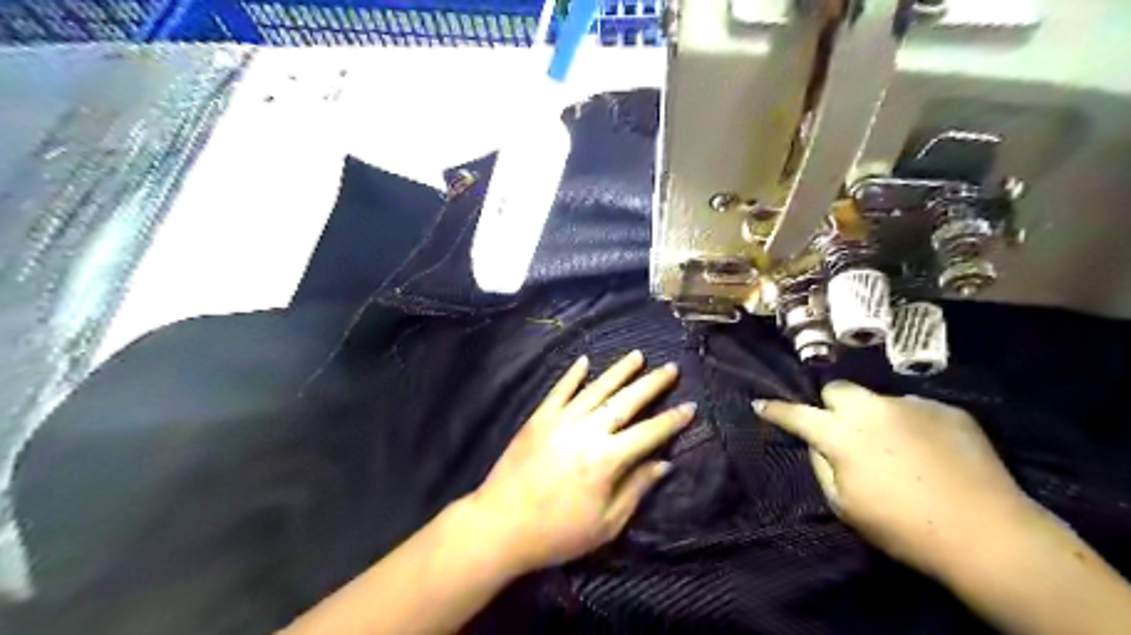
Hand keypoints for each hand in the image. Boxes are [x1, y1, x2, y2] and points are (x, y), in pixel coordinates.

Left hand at [464, 350, 693, 577]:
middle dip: (652, 383)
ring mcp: (561, 420)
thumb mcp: (606, 523)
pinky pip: (559, 390)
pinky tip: (585, 360)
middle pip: (626, 401)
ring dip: (619, 371)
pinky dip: (573, 374)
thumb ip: (636, 489)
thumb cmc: (557, 532)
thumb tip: (663, 464)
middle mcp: (587, 431)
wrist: (500, 525)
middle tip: (671, 367)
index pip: (649, 433)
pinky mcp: (539, 418)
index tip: (690, 406)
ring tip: (638, 355)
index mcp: (607, 459)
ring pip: (596, 388)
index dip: (672, 420)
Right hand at [750, 380, 1031, 577]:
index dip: (776, 410)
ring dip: (874, 417)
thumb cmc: (902, 527)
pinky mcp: (946, 409)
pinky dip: (910, 425)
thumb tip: (818, 444)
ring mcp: (911, 405)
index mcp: (841, 435)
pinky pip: (914, 409)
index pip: (796, 414)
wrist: (987, 534)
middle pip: (837, 389)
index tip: (760, 403)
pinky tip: (929, 452)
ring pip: (877, 400)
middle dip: (832, 405)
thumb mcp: (844, 505)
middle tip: (842, 431)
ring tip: (895, 448)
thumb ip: (822, 465)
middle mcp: (871, 409)